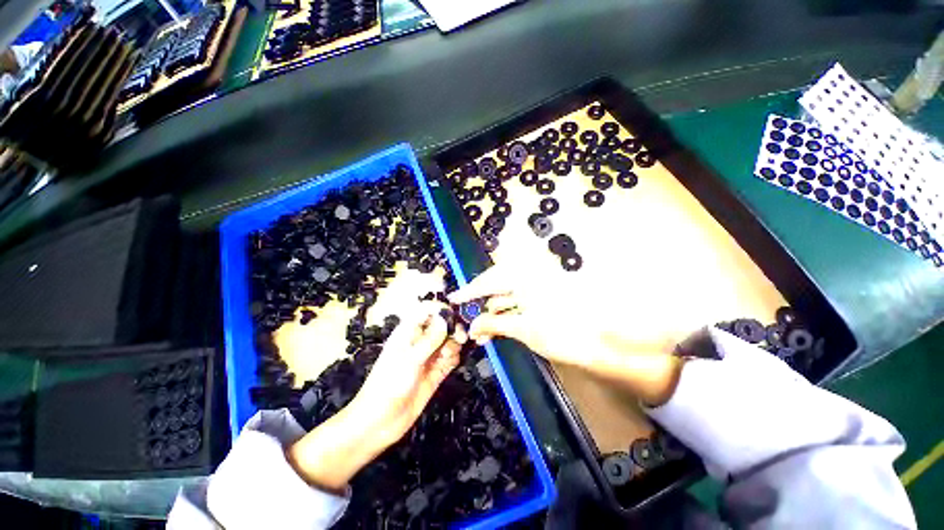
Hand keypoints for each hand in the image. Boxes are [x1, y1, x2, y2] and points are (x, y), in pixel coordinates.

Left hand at [287, 302, 465, 492]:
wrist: (380, 423)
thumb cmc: (389, 384)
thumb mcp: (410, 359)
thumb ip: (431, 339)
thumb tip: (445, 319)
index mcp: (408, 332)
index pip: (427, 311)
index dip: (441, 309)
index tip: (454, 315)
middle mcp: (420, 342)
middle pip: (442, 326)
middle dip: (453, 329)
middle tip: (461, 338)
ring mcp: (428, 357)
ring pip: (449, 342)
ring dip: (454, 345)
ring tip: (448, 356)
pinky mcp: (435, 373)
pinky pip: (450, 359)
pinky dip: (453, 359)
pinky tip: (449, 364)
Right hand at [449, 262, 681, 405]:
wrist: (602, 344)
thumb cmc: (562, 333)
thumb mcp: (524, 329)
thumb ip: (494, 324)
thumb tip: (473, 326)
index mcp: (525, 278)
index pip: (489, 279)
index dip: (470, 290)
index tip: (454, 298)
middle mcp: (529, 279)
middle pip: (496, 288)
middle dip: (481, 305)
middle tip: (467, 320)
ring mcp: (536, 292)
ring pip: (506, 299)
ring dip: (492, 314)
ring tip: (479, 332)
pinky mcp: (541, 303)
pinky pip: (517, 307)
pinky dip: (506, 318)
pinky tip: (495, 329)